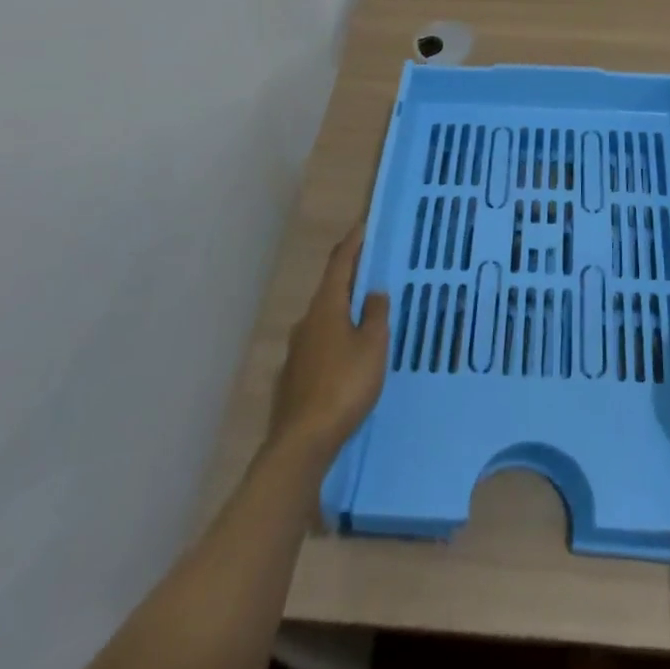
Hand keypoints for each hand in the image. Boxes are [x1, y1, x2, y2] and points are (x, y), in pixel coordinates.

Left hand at [267, 223, 389, 464]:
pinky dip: (335, 338)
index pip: (340, 265)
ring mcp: (296, 350)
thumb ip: (375, 315)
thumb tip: (373, 292)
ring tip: (363, 313)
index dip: (352, 245)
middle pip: (330, 290)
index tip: (362, 227)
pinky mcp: (294, 377)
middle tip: (370, 270)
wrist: (303, 441)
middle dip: (349, 278)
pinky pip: (319, 344)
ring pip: (323, 319)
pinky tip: (346, 354)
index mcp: (326, 307)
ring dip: (342, 310)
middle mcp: (307, 322)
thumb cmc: (344, 385)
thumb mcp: (373, 346)